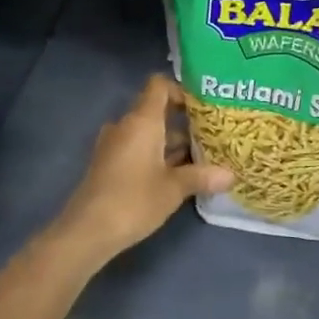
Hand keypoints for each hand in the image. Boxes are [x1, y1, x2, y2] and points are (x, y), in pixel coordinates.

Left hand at [55, 74, 231, 258]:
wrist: (86, 232)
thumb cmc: (133, 200)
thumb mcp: (174, 188)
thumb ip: (202, 176)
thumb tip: (231, 175)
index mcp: (142, 121)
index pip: (159, 86)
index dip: (181, 90)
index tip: (203, 106)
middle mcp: (126, 126)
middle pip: (156, 110)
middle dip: (183, 121)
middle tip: (212, 133)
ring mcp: (114, 145)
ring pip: (148, 133)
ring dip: (171, 142)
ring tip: (201, 156)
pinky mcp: (108, 165)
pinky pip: (137, 148)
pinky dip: (156, 155)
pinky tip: (178, 174)